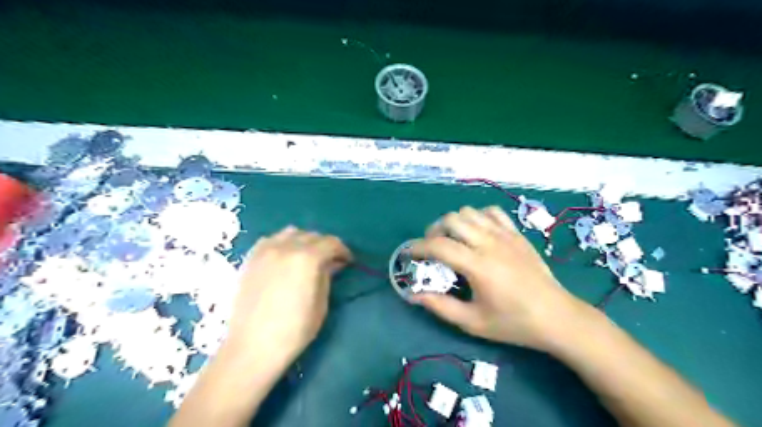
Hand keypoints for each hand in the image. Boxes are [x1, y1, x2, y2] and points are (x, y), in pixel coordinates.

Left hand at [225, 226, 353, 363]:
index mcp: (307, 258)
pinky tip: (284, 258)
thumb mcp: (321, 303)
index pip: (331, 243)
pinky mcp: (250, 258)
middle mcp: (286, 247)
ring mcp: (265, 250)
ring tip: (306, 257)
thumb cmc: (294, 330)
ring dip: (304, 241)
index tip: (347, 261)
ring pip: (291, 233)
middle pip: (312, 235)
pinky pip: (271, 240)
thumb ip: (327, 276)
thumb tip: (331, 263)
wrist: (252, 347)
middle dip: (325, 246)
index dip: (343, 251)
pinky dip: (283, 243)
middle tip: (330, 261)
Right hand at [412, 205, 586, 350]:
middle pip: (451, 219)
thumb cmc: (513, 323)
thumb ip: (440, 306)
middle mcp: (489, 243)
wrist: (557, 317)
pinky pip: (491, 212)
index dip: (418, 247)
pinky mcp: (516, 234)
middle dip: (434, 230)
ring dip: (454, 222)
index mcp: (477, 265)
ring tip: (453, 240)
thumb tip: (413, 295)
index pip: (439, 245)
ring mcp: (504, 235)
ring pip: (469, 212)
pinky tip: (477, 232)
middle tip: (432, 248)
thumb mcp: (472, 322)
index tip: (409, 254)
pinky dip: (478, 217)